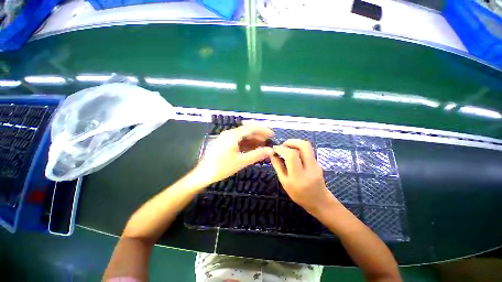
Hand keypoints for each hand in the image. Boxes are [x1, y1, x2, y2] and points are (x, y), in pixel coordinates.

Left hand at [193, 125, 273, 187]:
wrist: (203, 174)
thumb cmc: (222, 167)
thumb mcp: (241, 161)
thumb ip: (257, 155)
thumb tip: (270, 150)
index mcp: (233, 135)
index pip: (251, 128)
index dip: (263, 130)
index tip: (272, 135)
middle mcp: (230, 134)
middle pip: (247, 131)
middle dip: (259, 135)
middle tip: (269, 141)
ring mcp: (227, 138)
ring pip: (243, 136)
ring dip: (254, 140)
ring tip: (263, 145)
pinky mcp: (225, 144)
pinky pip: (239, 141)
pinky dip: (247, 144)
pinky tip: (253, 149)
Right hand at [270, 139, 336, 214]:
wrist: (319, 200)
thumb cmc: (298, 194)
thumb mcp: (284, 182)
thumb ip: (278, 166)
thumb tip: (271, 153)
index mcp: (299, 176)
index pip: (291, 155)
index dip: (281, 149)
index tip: (274, 148)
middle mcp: (310, 167)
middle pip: (303, 145)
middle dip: (291, 141)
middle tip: (282, 145)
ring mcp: (316, 164)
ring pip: (307, 146)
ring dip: (295, 143)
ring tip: (286, 148)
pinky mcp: (318, 162)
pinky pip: (308, 150)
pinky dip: (298, 148)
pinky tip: (292, 153)